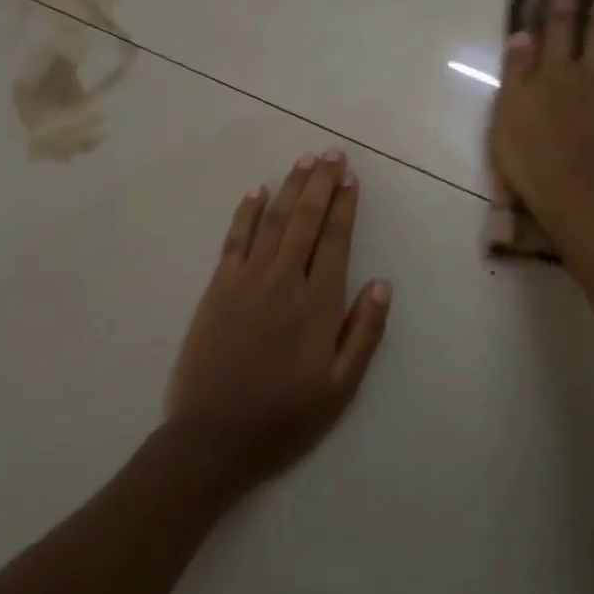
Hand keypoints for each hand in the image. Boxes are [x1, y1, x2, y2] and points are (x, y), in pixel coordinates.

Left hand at [164, 151, 391, 491]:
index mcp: (318, 304)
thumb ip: (364, 333)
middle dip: (321, 183)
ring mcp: (247, 281)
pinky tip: (256, 191)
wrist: (211, 440)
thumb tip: (382, 284)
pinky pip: (234, 241)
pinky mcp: (217, 289)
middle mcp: (284, 281)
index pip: (335, 240)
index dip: (344, 206)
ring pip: (274, 222)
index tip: (351, 178)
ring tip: (305, 160)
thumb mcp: (340, 388)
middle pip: (306, 220)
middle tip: (331, 153)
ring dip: (290, 188)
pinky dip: (246, 213)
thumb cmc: (284, 417)